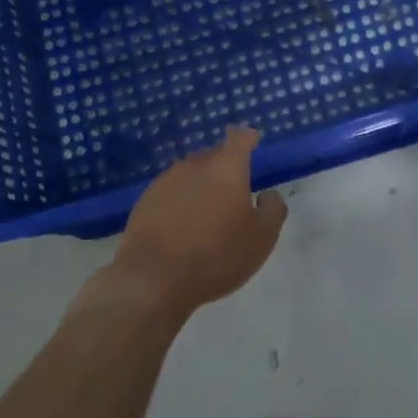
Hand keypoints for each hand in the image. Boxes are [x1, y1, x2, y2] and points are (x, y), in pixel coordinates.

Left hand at [104, 126, 286, 320]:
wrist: (153, 279)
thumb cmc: (216, 255)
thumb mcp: (262, 238)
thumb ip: (273, 209)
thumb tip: (267, 194)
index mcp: (227, 168)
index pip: (239, 139)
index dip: (247, 137)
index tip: (252, 140)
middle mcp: (195, 165)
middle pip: (213, 156)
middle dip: (224, 167)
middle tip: (233, 190)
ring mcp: (166, 181)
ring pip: (190, 174)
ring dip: (200, 186)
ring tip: (206, 212)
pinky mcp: (144, 201)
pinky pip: (170, 193)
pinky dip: (179, 202)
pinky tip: (181, 226)